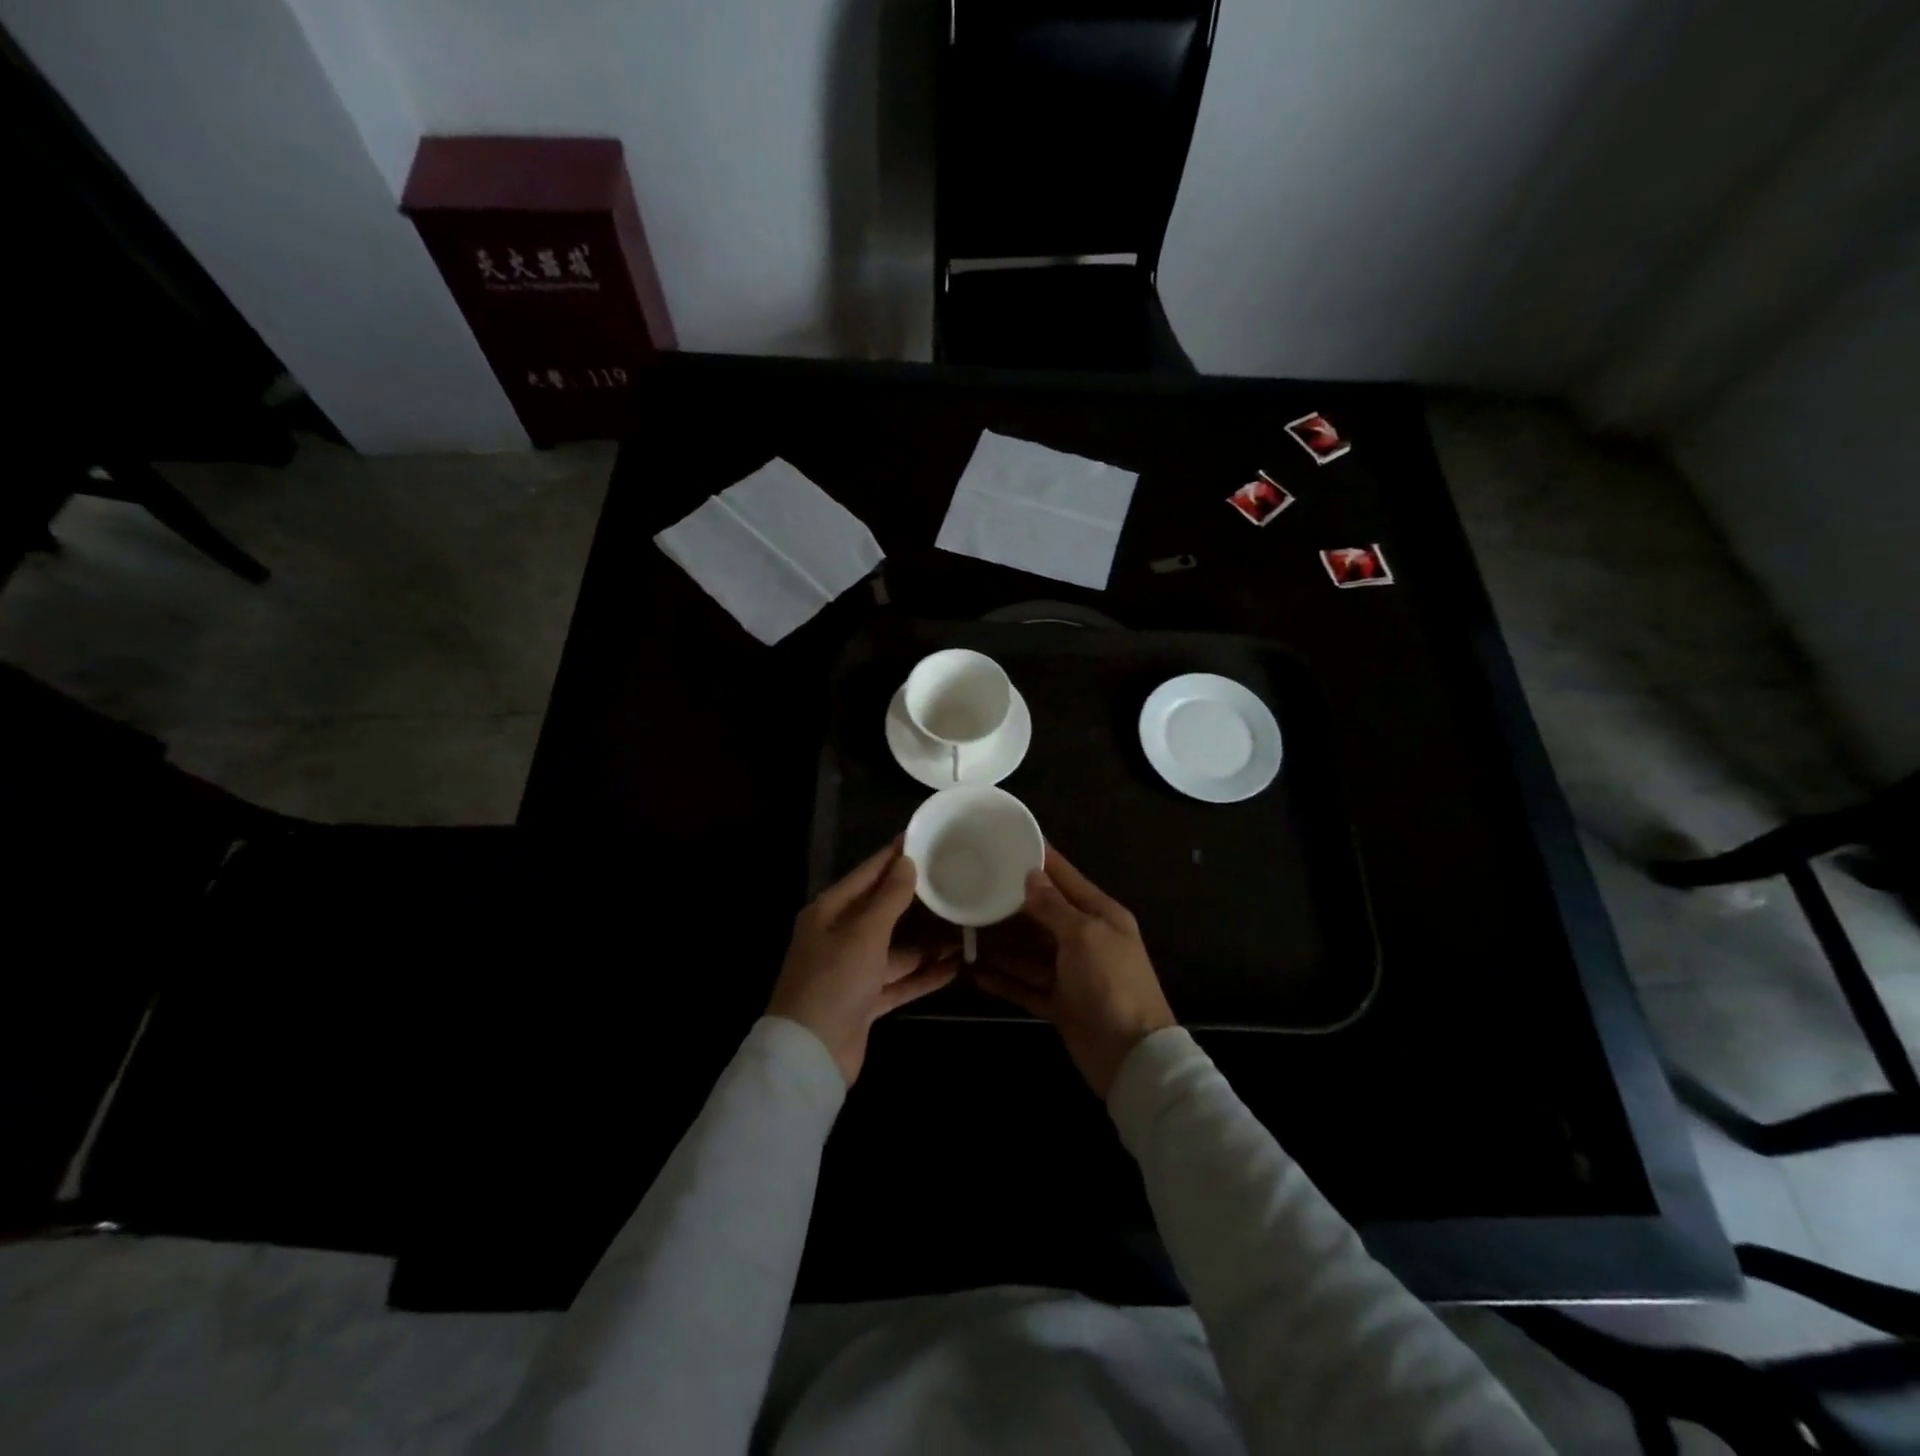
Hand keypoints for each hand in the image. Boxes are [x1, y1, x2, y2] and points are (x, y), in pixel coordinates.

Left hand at [768, 840, 958, 1083]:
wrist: (810, 1054)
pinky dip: (922, 975)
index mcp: (828, 913)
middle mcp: (838, 937)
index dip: (892, 858)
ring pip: (895, 950)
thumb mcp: (864, 933)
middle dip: (915, 901)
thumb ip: (889, 898)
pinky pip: (899, 981)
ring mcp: (852, 972)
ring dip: (926, 944)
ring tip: (962, 930)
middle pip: (882, 912)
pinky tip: (953, 967)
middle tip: (950, 881)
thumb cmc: (834, 980)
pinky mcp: (864, 1001)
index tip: (920, 838)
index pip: (866, 875)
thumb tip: (906, 862)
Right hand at [972, 847, 1176, 1098]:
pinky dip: (1006, 981)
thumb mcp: (1084, 936)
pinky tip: (978, 974)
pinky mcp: (1061, 1003)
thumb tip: (1032, 876)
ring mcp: (1072, 973)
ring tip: (968, 932)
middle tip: (975, 888)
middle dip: (1012, 904)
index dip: (1040, 859)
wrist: (1132, 1057)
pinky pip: (1027, 986)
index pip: (1065, 877)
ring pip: (1031, 952)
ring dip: (1003, 945)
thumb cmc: (1111, 984)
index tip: (1009, 841)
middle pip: (1043, 914)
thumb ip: (1054, 906)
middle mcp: (1086, 939)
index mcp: (1100, 915)